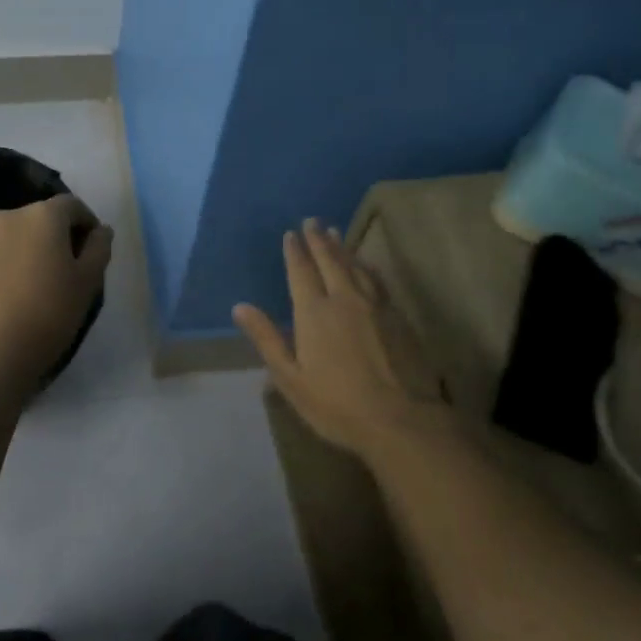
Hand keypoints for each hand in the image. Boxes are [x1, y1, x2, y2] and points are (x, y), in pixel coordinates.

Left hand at [0, 195, 112, 381]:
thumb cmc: (51, 310)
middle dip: (62, 235)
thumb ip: (99, 247)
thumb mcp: (89, 279)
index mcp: (41, 214)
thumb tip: (101, 230)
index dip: (88, 223)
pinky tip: (24, 291)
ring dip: (37, 249)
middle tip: (75, 267)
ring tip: (48, 282)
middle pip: (44, 218)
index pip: (72, 206)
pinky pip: (3, 253)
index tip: (96, 250)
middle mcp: (9, 217)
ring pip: (22, 235)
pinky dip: (17, 262)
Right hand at [233, 219, 452, 462]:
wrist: (400, 419)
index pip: (301, 272)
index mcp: (314, 312)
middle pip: (330, 261)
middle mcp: (344, 299)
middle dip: (318, 240)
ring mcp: (375, 305)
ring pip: (355, 266)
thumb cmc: (336, 404)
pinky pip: (377, 280)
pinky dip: (367, 266)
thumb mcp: (290, 377)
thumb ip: (266, 339)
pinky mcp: (397, 316)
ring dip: (342, 248)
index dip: (294, 252)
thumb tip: (240, 307)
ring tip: (335, 233)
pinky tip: (367, 264)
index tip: (290, 234)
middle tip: (312, 220)